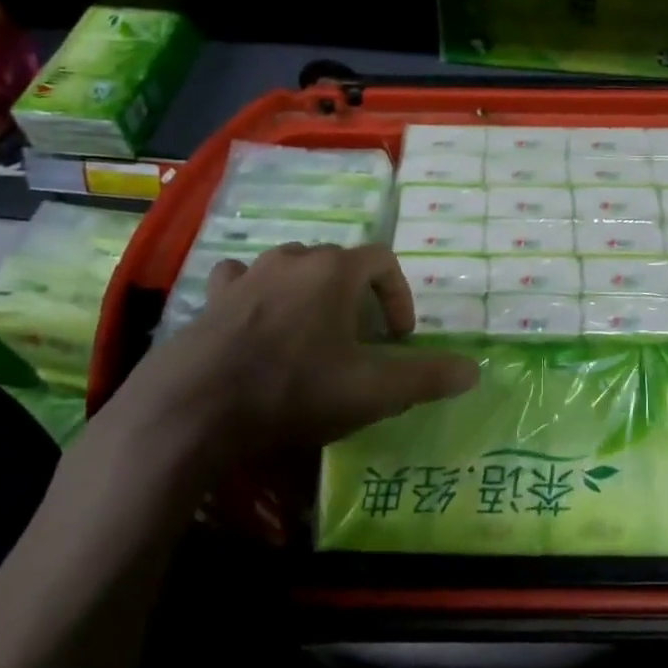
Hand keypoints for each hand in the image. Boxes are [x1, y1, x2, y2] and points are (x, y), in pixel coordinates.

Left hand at [107, 242, 479, 467]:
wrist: (193, 409)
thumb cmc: (292, 390)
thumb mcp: (371, 391)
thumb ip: (426, 378)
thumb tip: (474, 370)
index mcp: (334, 270)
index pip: (382, 260)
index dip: (398, 295)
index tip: (398, 337)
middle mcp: (292, 258)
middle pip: (337, 261)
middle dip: (356, 296)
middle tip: (358, 340)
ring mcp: (248, 274)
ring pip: (291, 267)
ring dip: (309, 292)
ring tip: (310, 333)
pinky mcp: (212, 297)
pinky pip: (242, 281)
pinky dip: (257, 294)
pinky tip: (255, 323)